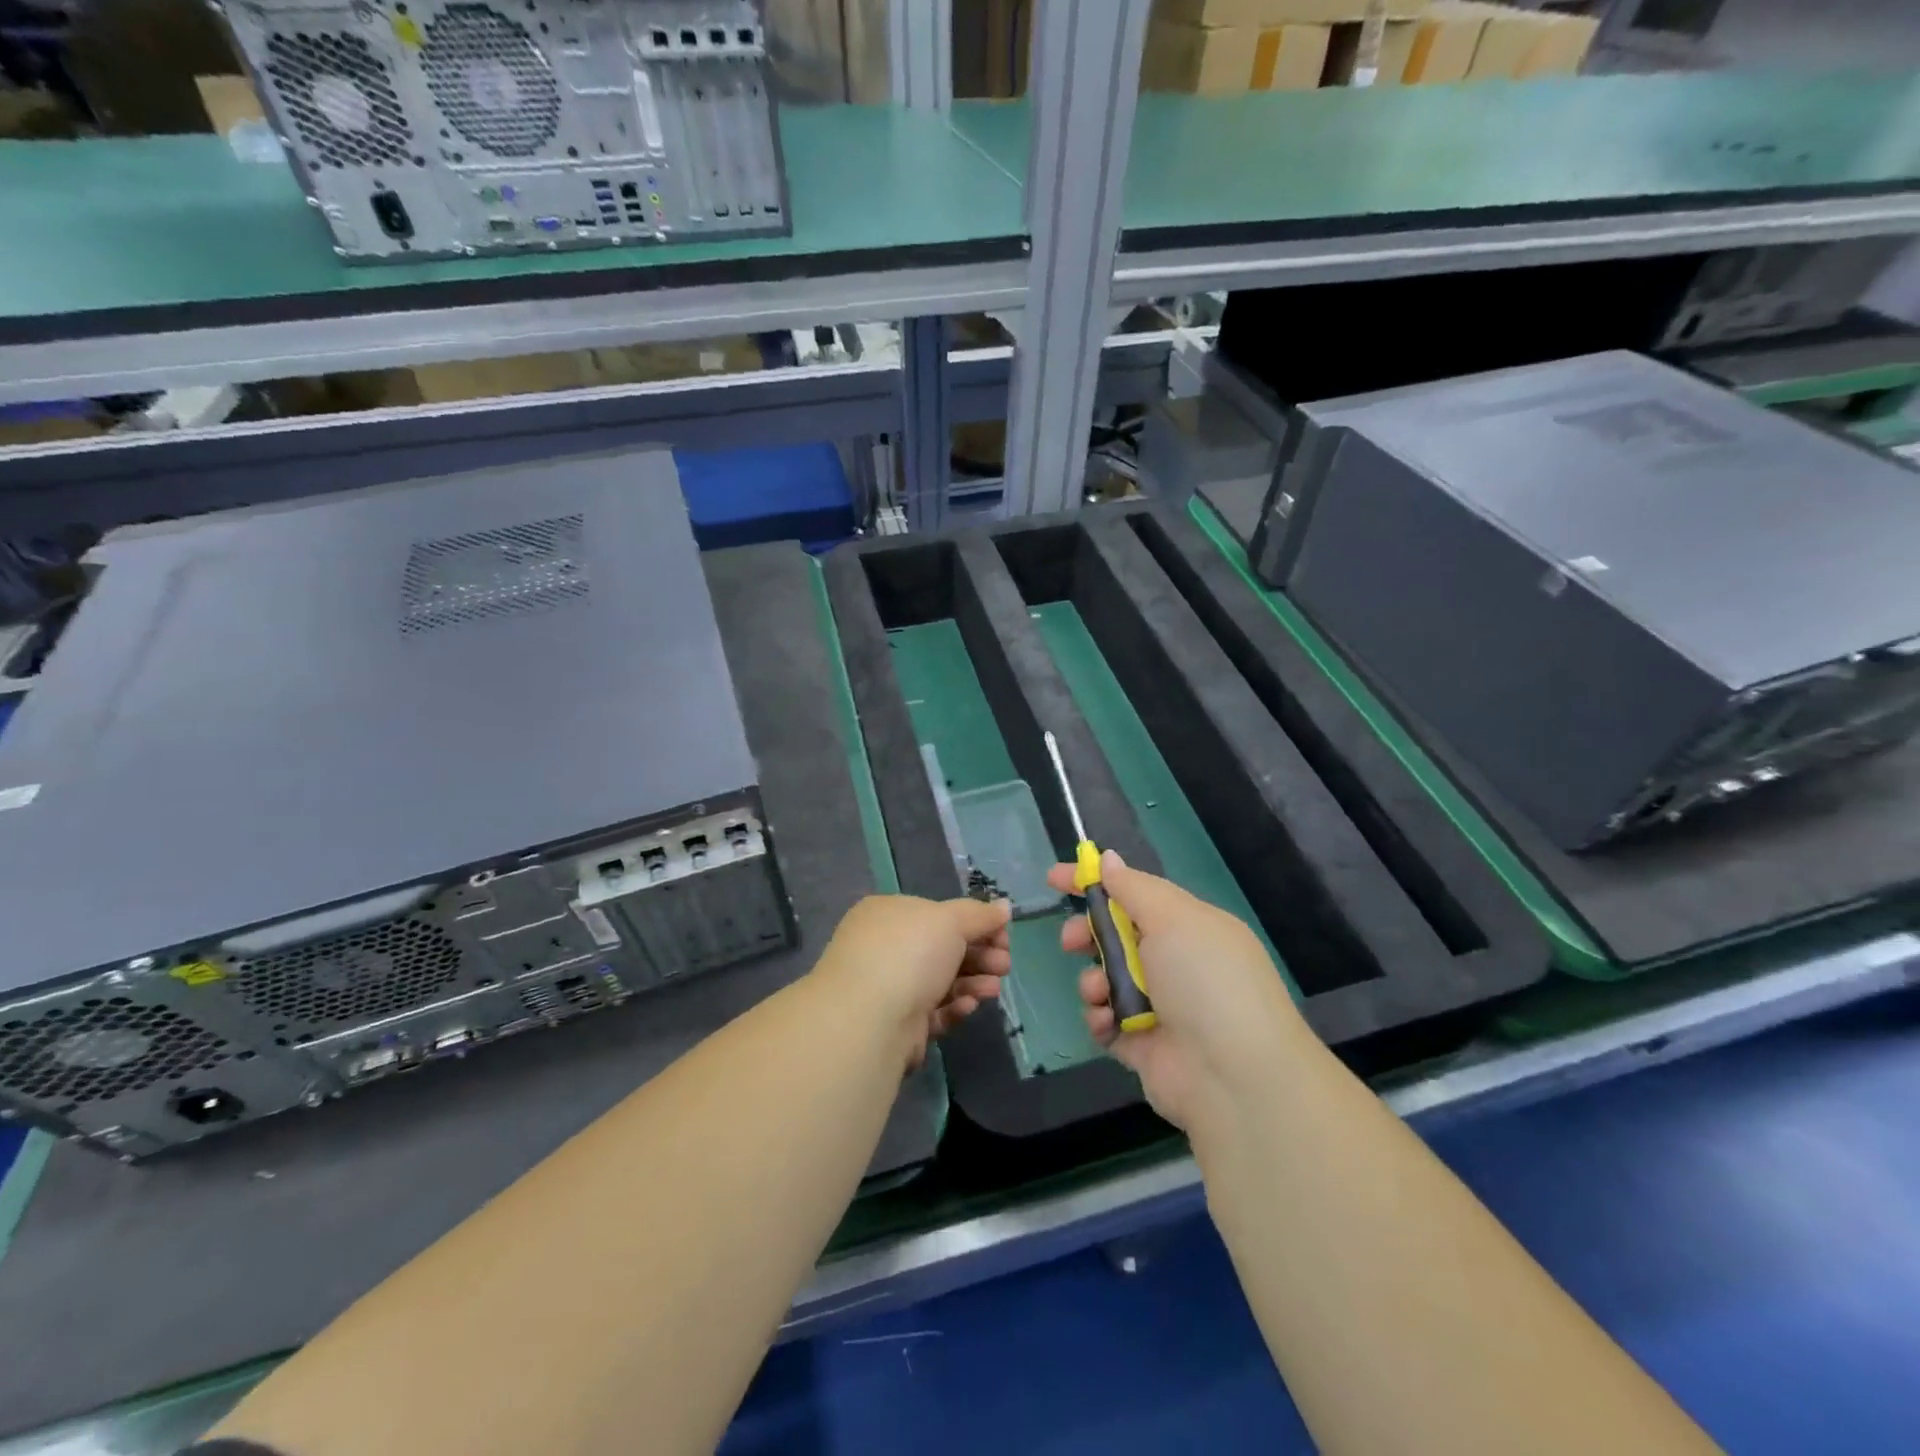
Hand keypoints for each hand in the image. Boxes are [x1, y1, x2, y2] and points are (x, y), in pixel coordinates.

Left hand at [813, 894, 1012, 1067]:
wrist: (869, 1021)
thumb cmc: (909, 954)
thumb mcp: (950, 921)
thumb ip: (979, 915)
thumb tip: (1004, 906)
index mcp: (889, 913)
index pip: (938, 914)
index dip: (975, 923)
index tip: (1004, 935)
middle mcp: (884, 947)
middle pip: (943, 948)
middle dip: (980, 955)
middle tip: (1005, 965)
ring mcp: (888, 987)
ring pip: (941, 981)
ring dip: (973, 982)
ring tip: (994, 989)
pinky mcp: (896, 1024)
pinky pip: (932, 1011)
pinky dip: (954, 1007)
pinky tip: (970, 1006)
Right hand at [1051, 852, 1302, 1130]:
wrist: (1235, 1076)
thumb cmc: (1205, 980)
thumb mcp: (1173, 919)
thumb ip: (1133, 888)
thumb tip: (1108, 859)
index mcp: (1189, 927)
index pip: (1134, 893)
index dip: (1094, 883)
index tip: (1054, 877)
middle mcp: (1175, 963)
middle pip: (1115, 936)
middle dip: (1086, 934)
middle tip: (1070, 940)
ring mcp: (1159, 1005)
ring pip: (1105, 978)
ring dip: (1093, 980)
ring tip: (1099, 991)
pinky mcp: (1142, 1044)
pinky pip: (1106, 1020)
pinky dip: (1100, 1017)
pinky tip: (1107, 1022)